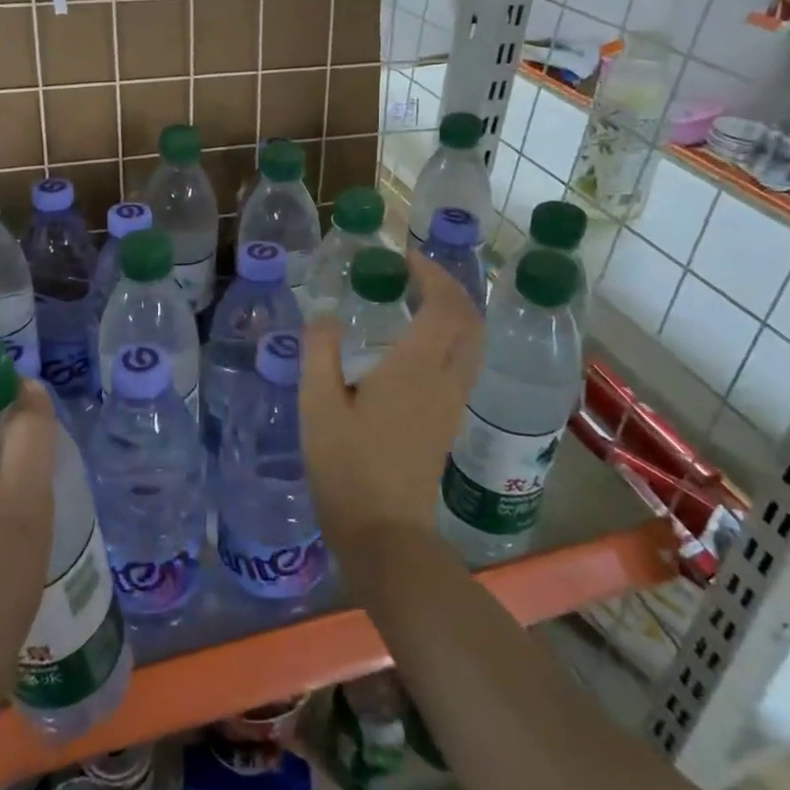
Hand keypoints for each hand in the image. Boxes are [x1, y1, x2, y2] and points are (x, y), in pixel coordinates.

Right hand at [300, 252, 483, 550]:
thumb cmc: (347, 466)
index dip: (431, 274)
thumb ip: (319, 351)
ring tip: (416, 301)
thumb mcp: (317, 405)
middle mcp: (444, 379)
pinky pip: (463, 363)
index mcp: (415, 368)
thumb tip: (324, 314)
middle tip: (414, 274)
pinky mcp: (448, 421)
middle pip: (470, 321)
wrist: (384, 532)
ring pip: (472, 343)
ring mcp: (452, 402)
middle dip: (449, 288)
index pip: (444, 306)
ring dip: (454, 313)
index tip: (404, 257)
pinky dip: (450, 338)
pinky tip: (415, 344)